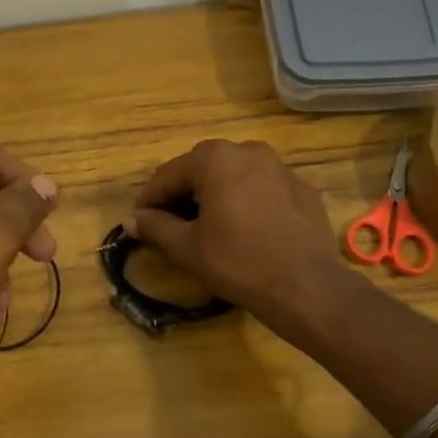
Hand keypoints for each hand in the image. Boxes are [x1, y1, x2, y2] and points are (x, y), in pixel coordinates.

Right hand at [126, 139, 340, 328]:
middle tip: (170, 224)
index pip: (169, 175)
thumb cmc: (237, 262)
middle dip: (182, 194)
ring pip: (234, 176)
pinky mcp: (302, 189)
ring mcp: (280, 168)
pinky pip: (263, 189)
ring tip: (207, 226)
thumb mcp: (187, 248)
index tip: (139, 222)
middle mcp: (248, 151)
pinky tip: (245, 230)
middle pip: (202, 169)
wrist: (305, 285)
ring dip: (215, 195)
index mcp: (215, 159)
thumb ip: (156, 228)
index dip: (150, 200)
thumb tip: (132, 220)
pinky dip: (246, 202)